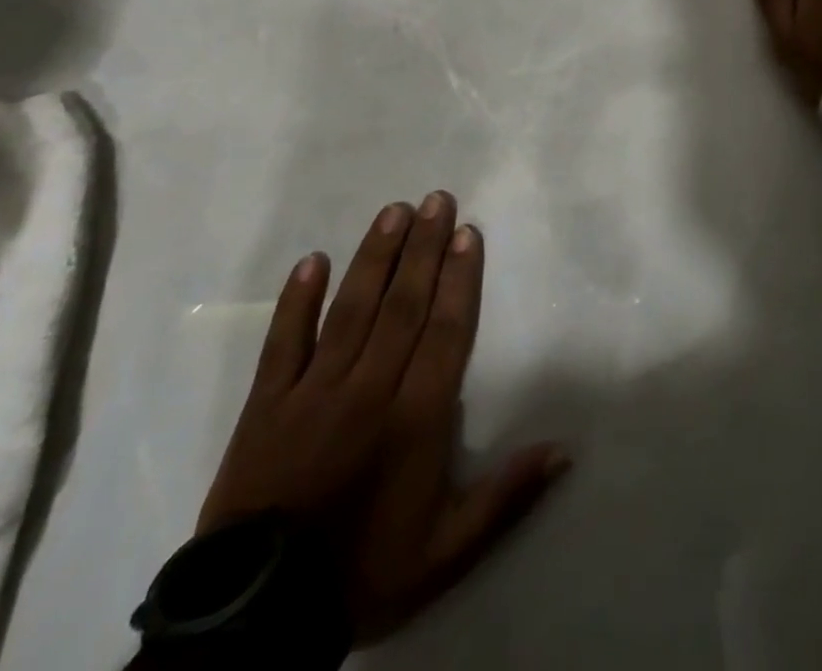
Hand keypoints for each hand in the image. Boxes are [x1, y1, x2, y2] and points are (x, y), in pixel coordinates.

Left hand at [198, 193, 568, 644]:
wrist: (256, 622)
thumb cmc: (363, 572)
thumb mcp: (446, 552)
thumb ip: (507, 496)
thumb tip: (565, 450)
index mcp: (415, 418)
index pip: (445, 330)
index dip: (460, 278)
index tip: (468, 233)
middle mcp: (369, 390)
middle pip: (403, 305)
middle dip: (424, 248)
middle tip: (438, 199)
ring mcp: (313, 393)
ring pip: (351, 310)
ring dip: (374, 257)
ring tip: (393, 211)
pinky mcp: (266, 405)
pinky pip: (283, 344)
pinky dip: (296, 301)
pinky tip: (312, 261)